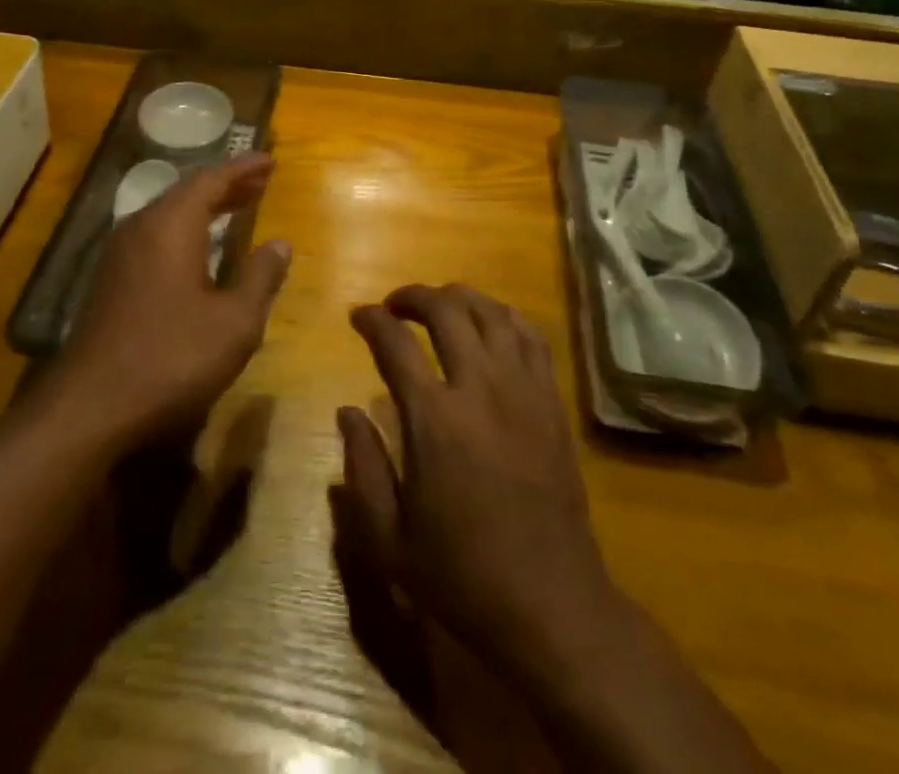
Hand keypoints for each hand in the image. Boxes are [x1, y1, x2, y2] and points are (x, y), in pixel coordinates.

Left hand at [53, 153, 290, 450]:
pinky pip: (155, 235)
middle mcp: (141, 228)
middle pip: (187, 192)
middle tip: (260, 182)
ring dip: (205, 207)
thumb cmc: (171, 357)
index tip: (269, 161)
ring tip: (237, 207)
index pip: (211, 180)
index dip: (243, 169)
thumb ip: (260, 277)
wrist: (90, 408)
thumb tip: (280, 244)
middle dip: (226, 185)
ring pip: (169, 214)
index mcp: (171, 225)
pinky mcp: (110, 280)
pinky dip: (186, 229)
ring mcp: (120, 254)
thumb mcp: (234, 322)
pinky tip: (200, 248)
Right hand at [338, 284, 623, 686]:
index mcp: (433, 419)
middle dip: (414, 296)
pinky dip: (504, 317)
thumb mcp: (388, 538)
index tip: (358, 315)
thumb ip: (362, 467)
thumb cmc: (461, 574)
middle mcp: (479, 387)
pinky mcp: (552, 400)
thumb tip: (347, 411)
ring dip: (459, 298)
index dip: (371, 320)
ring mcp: (522, 389)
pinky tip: (490, 325)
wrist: (549, 603)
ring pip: (491, 312)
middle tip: (395, 306)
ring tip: (440, 307)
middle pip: (446, 310)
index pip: (394, 342)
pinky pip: (531, 336)